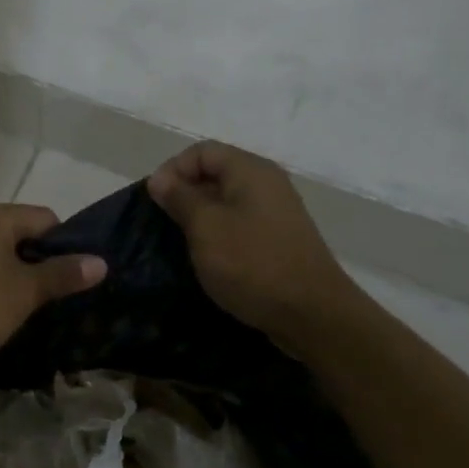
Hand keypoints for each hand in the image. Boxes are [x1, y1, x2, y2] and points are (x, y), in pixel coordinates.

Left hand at [0, 203, 106, 365]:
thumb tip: (101, 261)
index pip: (46, 218)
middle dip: (35, 260)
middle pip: (17, 231)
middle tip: (47, 296)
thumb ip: (62, 275)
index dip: (65, 245)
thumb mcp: (24, 293)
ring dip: (8, 271)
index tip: (69, 279)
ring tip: (17, 306)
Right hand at [147, 141, 370, 343]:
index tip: (155, 201)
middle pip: (214, 173)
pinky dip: (218, 234)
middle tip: (163, 223)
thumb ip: (180, 197)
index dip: (173, 170)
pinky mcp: (277, 239)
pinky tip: (206, 258)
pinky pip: (239, 224)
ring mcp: (275, 212)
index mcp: (250, 170)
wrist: (313, 315)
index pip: (201, 151)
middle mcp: (266, 183)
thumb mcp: (206, 227)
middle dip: (184, 194)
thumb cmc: (252, 264)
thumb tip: (159, 179)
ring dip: (199, 217)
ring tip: (180, 242)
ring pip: (225, 201)